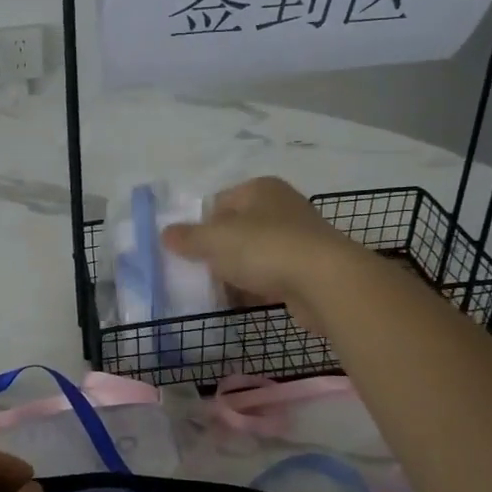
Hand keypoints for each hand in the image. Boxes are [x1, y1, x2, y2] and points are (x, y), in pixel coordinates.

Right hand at [162, 176, 368, 331]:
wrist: (325, 281)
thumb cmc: (265, 248)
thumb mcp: (216, 240)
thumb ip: (188, 237)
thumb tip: (165, 233)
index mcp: (260, 189)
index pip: (220, 202)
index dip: (200, 225)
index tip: (187, 250)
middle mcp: (281, 207)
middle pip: (237, 229)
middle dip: (217, 252)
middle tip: (198, 272)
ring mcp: (298, 238)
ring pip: (254, 254)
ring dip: (236, 272)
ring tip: (216, 291)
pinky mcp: (307, 269)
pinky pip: (271, 276)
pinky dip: (255, 287)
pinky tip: (241, 302)